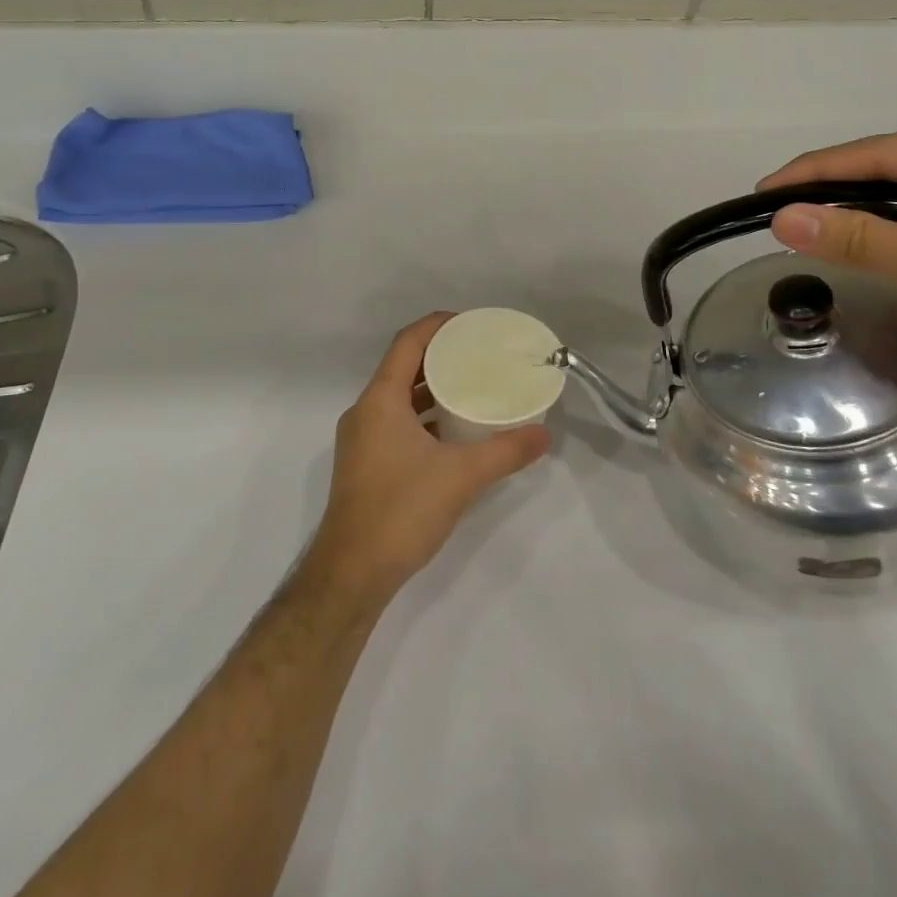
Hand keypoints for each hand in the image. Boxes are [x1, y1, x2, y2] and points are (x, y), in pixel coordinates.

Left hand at [304, 313, 550, 602]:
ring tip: (472, 387)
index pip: (407, 343)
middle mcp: (365, 412)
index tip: (470, 323)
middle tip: (479, 354)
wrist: (352, 573)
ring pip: (399, 398)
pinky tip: (453, 431)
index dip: (437, 326)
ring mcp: (361, 439)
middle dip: (440, 356)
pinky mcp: (365, 464)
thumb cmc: (401, 511)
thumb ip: (505, 452)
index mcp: (380, 401)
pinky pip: (396, 423)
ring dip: (431, 388)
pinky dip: (423, 417)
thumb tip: (544, 434)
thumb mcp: (462, 477)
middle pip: (403, 367)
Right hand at [759, 115, 896, 397]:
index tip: (761, 192)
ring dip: (863, 214)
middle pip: (893, 168)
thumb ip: (857, 237)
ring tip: (809, 231)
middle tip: (779, 216)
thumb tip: (781, 218)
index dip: (814, 172)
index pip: (879, 152)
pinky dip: (893, 232)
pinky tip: (865, 246)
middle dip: (836, 192)